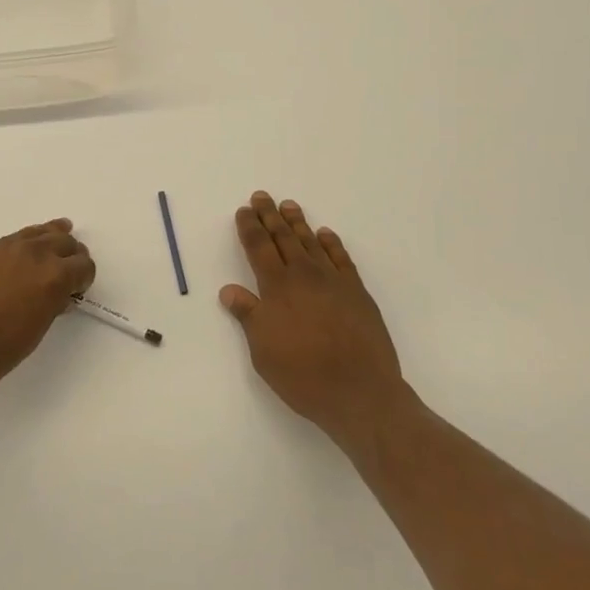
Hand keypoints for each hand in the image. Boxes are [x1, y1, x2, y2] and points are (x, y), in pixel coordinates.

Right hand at [220, 193, 413, 452]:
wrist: (360, 392)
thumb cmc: (303, 375)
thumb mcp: (263, 351)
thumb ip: (248, 316)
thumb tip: (229, 290)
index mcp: (277, 287)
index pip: (258, 247)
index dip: (249, 227)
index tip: (243, 211)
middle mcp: (304, 276)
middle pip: (283, 237)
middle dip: (270, 216)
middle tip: (262, 196)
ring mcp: (334, 281)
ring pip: (311, 242)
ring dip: (298, 223)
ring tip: (289, 205)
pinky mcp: (357, 292)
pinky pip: (342, 258)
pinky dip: (331, 243)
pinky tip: (325, 235)